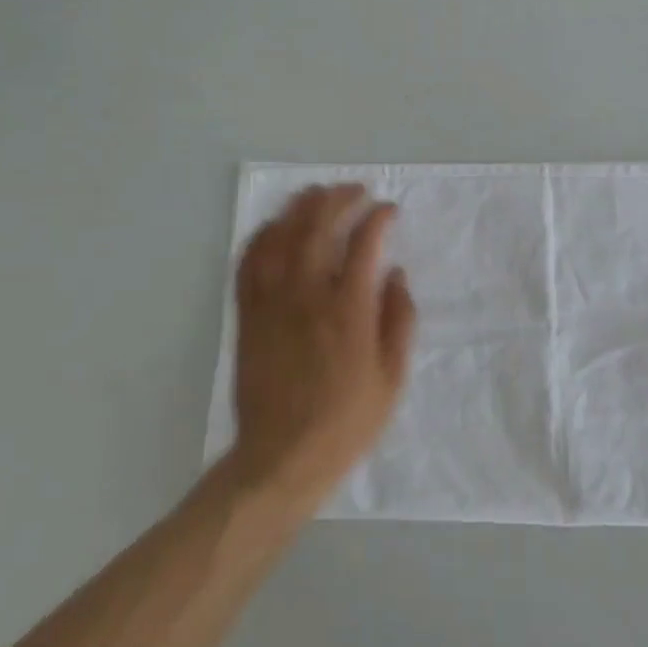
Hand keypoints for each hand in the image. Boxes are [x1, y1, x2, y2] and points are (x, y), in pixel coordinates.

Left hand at [229, 184, 416, 508]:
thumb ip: (399, 320)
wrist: (282, 456)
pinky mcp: (248, 314)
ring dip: (300, 207)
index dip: (378, 218)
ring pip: (281, 236)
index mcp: (349, 309)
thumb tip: (395, 275)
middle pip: (319, 226)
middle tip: (355, 190)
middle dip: (339, 198)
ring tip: (316, 193)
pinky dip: (261, 236)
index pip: (364, 243)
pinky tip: (274, 227)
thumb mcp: (392, 377)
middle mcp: (308, 294)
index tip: (388, 210)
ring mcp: (272, 302)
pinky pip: (249, 262)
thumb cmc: (346, 421)